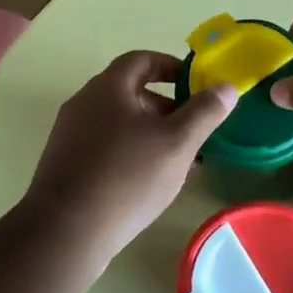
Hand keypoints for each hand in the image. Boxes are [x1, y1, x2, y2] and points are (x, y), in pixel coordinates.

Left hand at [21, 51, 237, 270]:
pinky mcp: (65, 164)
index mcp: (108, 88)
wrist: (64, 233)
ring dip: (150, 132)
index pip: (141, 60)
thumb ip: (204, 112)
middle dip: (165, 105)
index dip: (171, 66)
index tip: (195, 84)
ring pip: (118, 122)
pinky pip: (104, 146)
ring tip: (178, 159)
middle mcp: (84, 103)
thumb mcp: (177, 143)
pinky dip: (130, 152)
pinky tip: (148, 182)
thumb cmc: (126, 177)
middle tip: (193, 127)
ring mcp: (70, 134)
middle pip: (130, 91)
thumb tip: (227, 86)